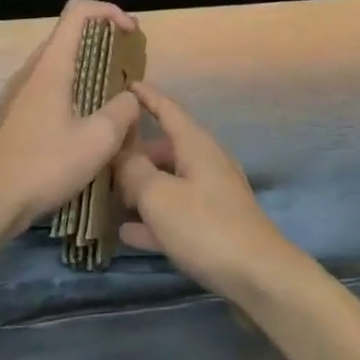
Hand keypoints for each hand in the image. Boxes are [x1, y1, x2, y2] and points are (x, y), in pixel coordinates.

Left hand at [0, 0, 142, 238]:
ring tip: (111, 97)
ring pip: (58, 63)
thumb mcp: (97, 141)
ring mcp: (17, 92)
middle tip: (127, 65)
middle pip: (69, 35)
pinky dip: (72, 90)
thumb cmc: (43, 165)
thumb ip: (123, 111)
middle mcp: (31, 69)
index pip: (78, 11)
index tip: (131, 33)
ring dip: (88, 68)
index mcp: (51, 64)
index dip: (110, 11)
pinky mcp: (12, 115)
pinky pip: (47, 86)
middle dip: (104, 41)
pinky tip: (83, 125)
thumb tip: (130, 98)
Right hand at [114, 83, 302, 300]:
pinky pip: (175, 211)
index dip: (146, 96)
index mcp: (195, 144)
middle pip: (164, 147)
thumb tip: (121, 155)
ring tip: (107, 193)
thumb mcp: (160, 197)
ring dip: (141, 186)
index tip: (125, 84)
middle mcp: (205, 161)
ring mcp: (211, 193)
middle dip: (134, 151)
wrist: (258, 276)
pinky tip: (126, 232)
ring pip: (168, 180)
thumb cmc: (205, 227)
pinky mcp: (213, 224)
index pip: (167, 108)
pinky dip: (153, 217)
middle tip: (101, 157)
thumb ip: (135, 172)